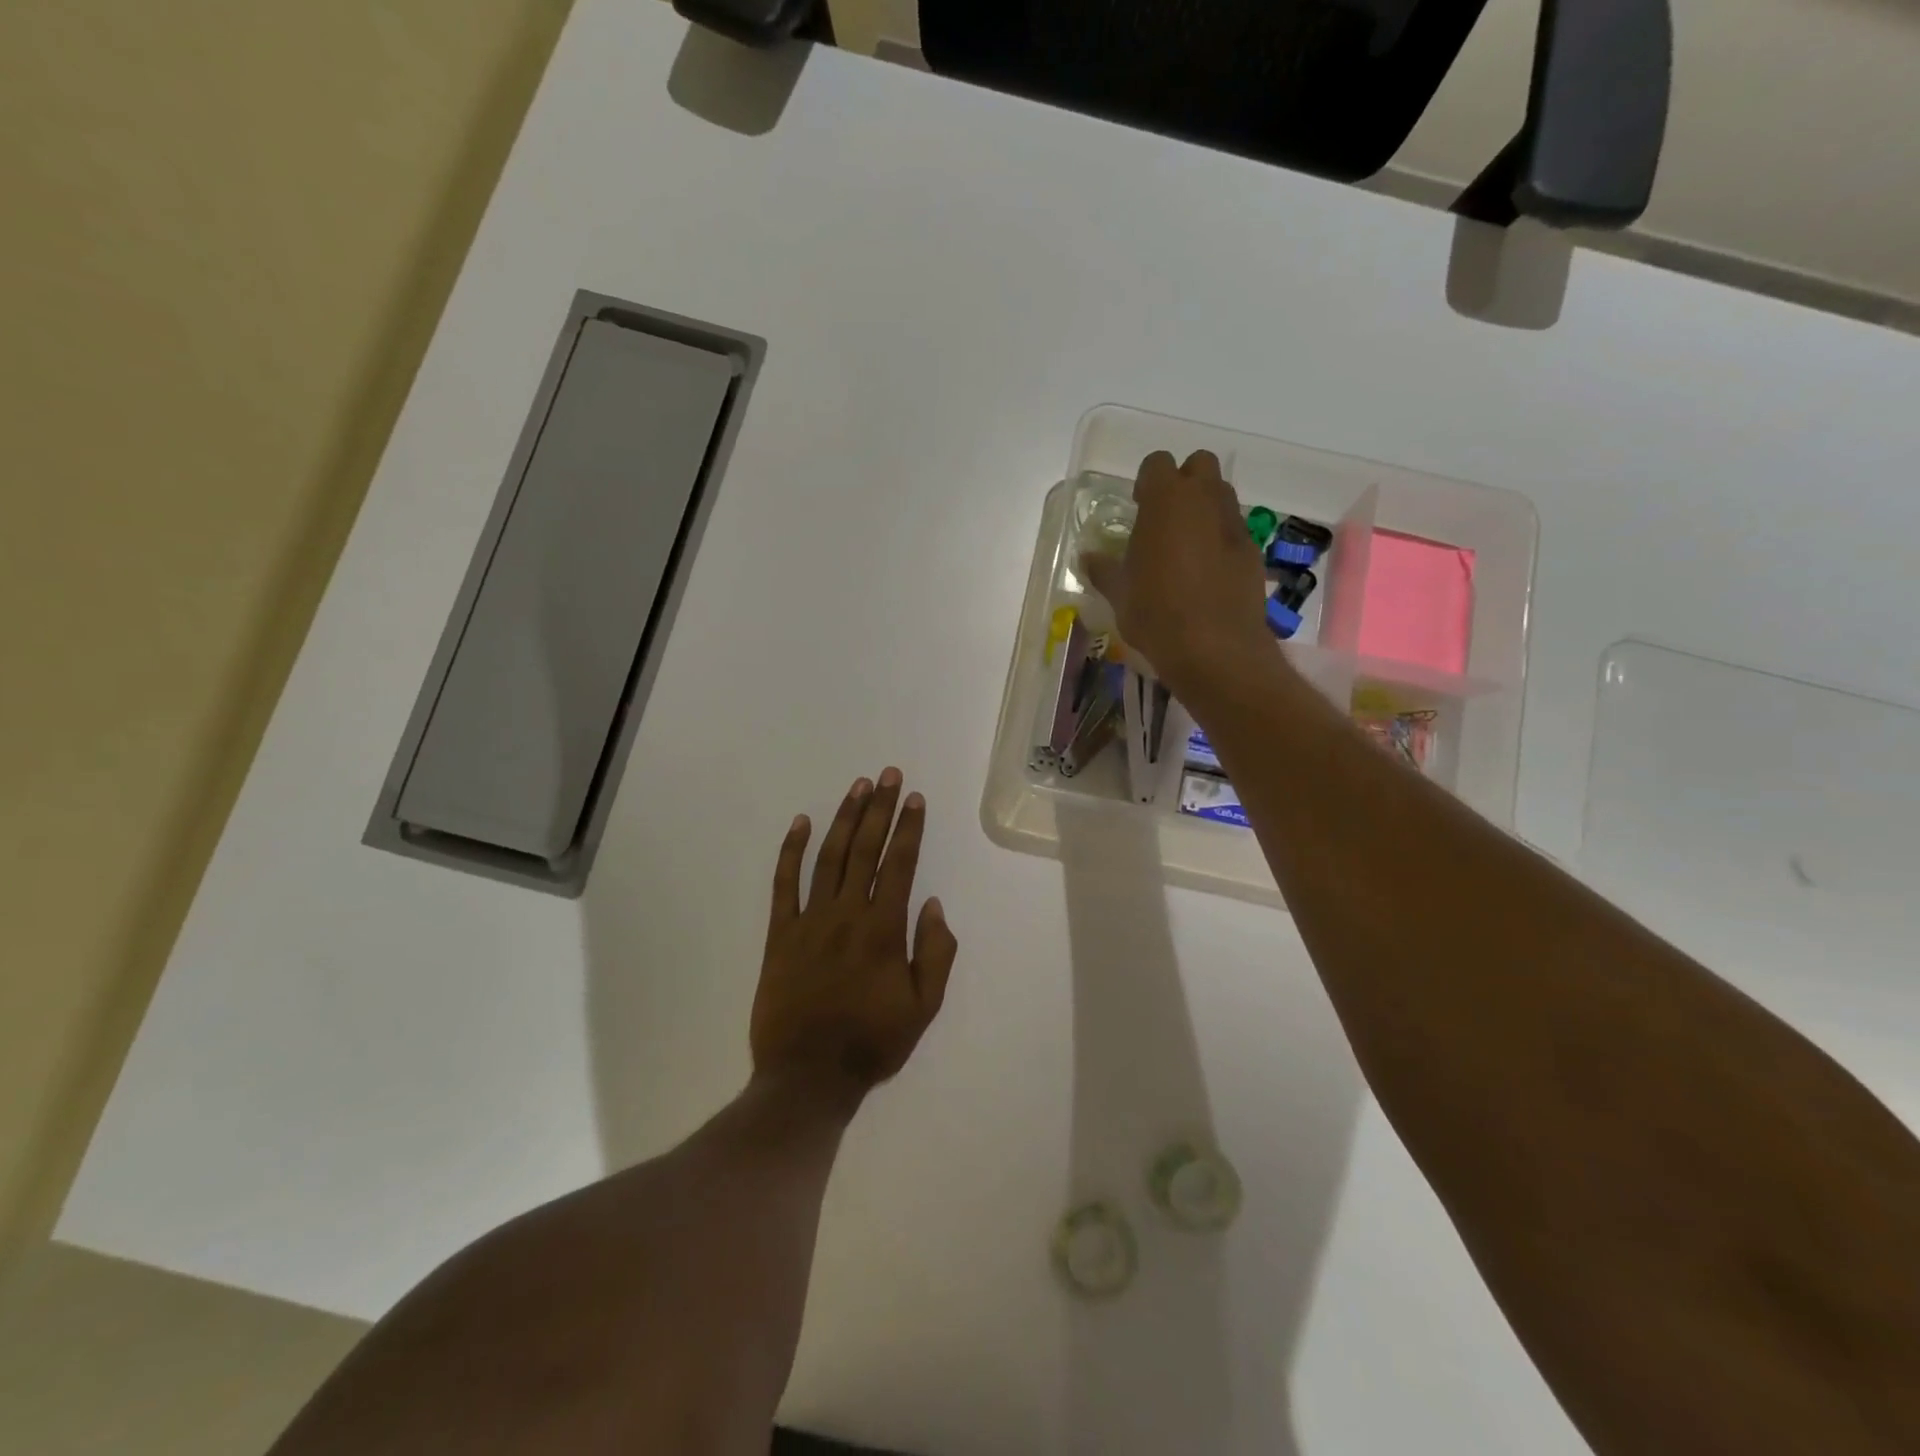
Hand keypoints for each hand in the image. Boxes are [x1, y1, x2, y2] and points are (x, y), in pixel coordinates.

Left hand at [751, 769, 958, 1113]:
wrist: (807, 1076)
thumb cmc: (872, 1043)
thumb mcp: (922, 1007)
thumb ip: (935, 953)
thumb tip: (932, 904)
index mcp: (884, 930)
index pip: (899, 864)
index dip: (909, 828)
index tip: (915, 798)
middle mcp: (847, 914)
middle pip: (865, 849)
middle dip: (880, 809)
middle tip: (888, 775)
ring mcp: (809, 920)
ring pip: (829, 857)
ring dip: (844, 819)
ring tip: (857, 787)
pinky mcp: (780, 934)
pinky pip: (784, 884)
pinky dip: (790, 851)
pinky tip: (800, 823)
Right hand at [1080, 450, 1272, 701]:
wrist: (1215, 649)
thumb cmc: (1156, 614)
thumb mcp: (1119, 593)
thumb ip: (1103, 570)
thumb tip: (1087, 558)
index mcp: (1166, 501)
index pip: (1157, 463)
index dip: (1147, 482)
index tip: (1138, 507)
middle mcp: (1204, 501)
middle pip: (1200, 465)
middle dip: (1185, 482)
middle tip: (1165, 518)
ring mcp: (1234, 525)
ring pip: (1222, 496)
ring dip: (1205, 509)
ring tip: (1186, 546)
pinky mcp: (1253, 552)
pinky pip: (1234, 531)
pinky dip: (1221, 540)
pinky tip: (1207, 574)